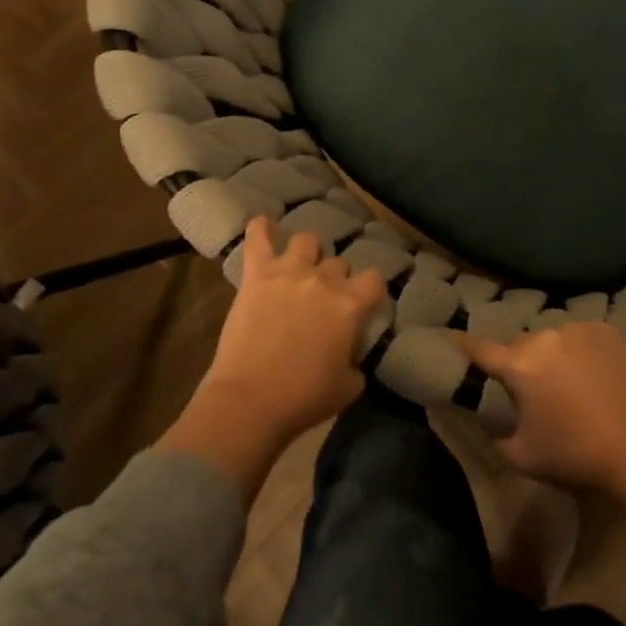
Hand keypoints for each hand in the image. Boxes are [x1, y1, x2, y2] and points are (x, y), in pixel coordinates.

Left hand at [201, 216, 385, 439]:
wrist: (250, 400)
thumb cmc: (303, 398)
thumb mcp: (348, 387)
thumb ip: (356, 361)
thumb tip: (350, 354)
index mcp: (350, 304)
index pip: (375, 278)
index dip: (371, 290)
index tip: (364, 303)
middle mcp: (324, 279)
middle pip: (339, 263)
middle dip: (336, 278)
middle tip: (324, 299)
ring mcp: (288, 271)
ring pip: (307, 240)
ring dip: (308, 253)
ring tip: (299, 267)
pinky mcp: (256, 274)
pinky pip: (258, 238)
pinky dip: (261, 229)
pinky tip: (262, 225)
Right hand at [458, 323, 625, 548]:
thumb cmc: (578, 454)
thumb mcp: (524, 458)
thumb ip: (497, 439)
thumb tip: (490, 427)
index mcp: (519, 364)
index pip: (478, 348)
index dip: (460, 345)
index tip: (446, 338)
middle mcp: (545, 337)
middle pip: (521, 347)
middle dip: (520, 364)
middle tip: (531, 390)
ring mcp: (580, 330)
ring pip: (554, 340)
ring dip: (553, 357)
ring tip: (569, 384)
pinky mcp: (610, 333)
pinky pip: (584, 339)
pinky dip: (583, 353)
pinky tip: (597, 377)